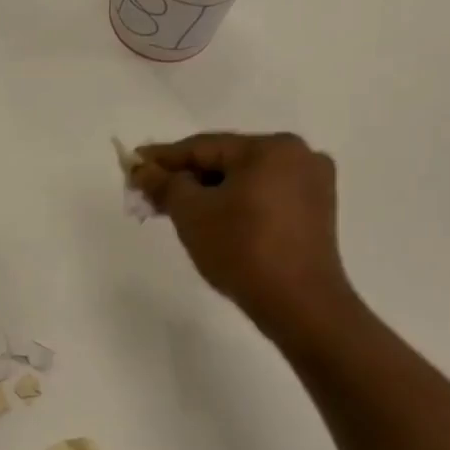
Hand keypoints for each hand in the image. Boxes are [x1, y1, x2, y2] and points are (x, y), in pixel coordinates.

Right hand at [131, 132, 358, 347]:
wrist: (298, 303)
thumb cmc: (241, 249)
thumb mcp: (191, 213)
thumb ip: (164, 184)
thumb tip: (141, 168)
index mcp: (270, 147)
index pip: (203, 146)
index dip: (163, 158)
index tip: (132, 165)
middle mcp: (298, 156)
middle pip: (226, 161)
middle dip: (186, 178)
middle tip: (150, 193)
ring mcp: (312, 185)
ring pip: (245, 181)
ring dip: (209, 193)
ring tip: (176, 211)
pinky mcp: (316, 213)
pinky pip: (264, 198)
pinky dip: (235, 204)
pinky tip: (212, 221)